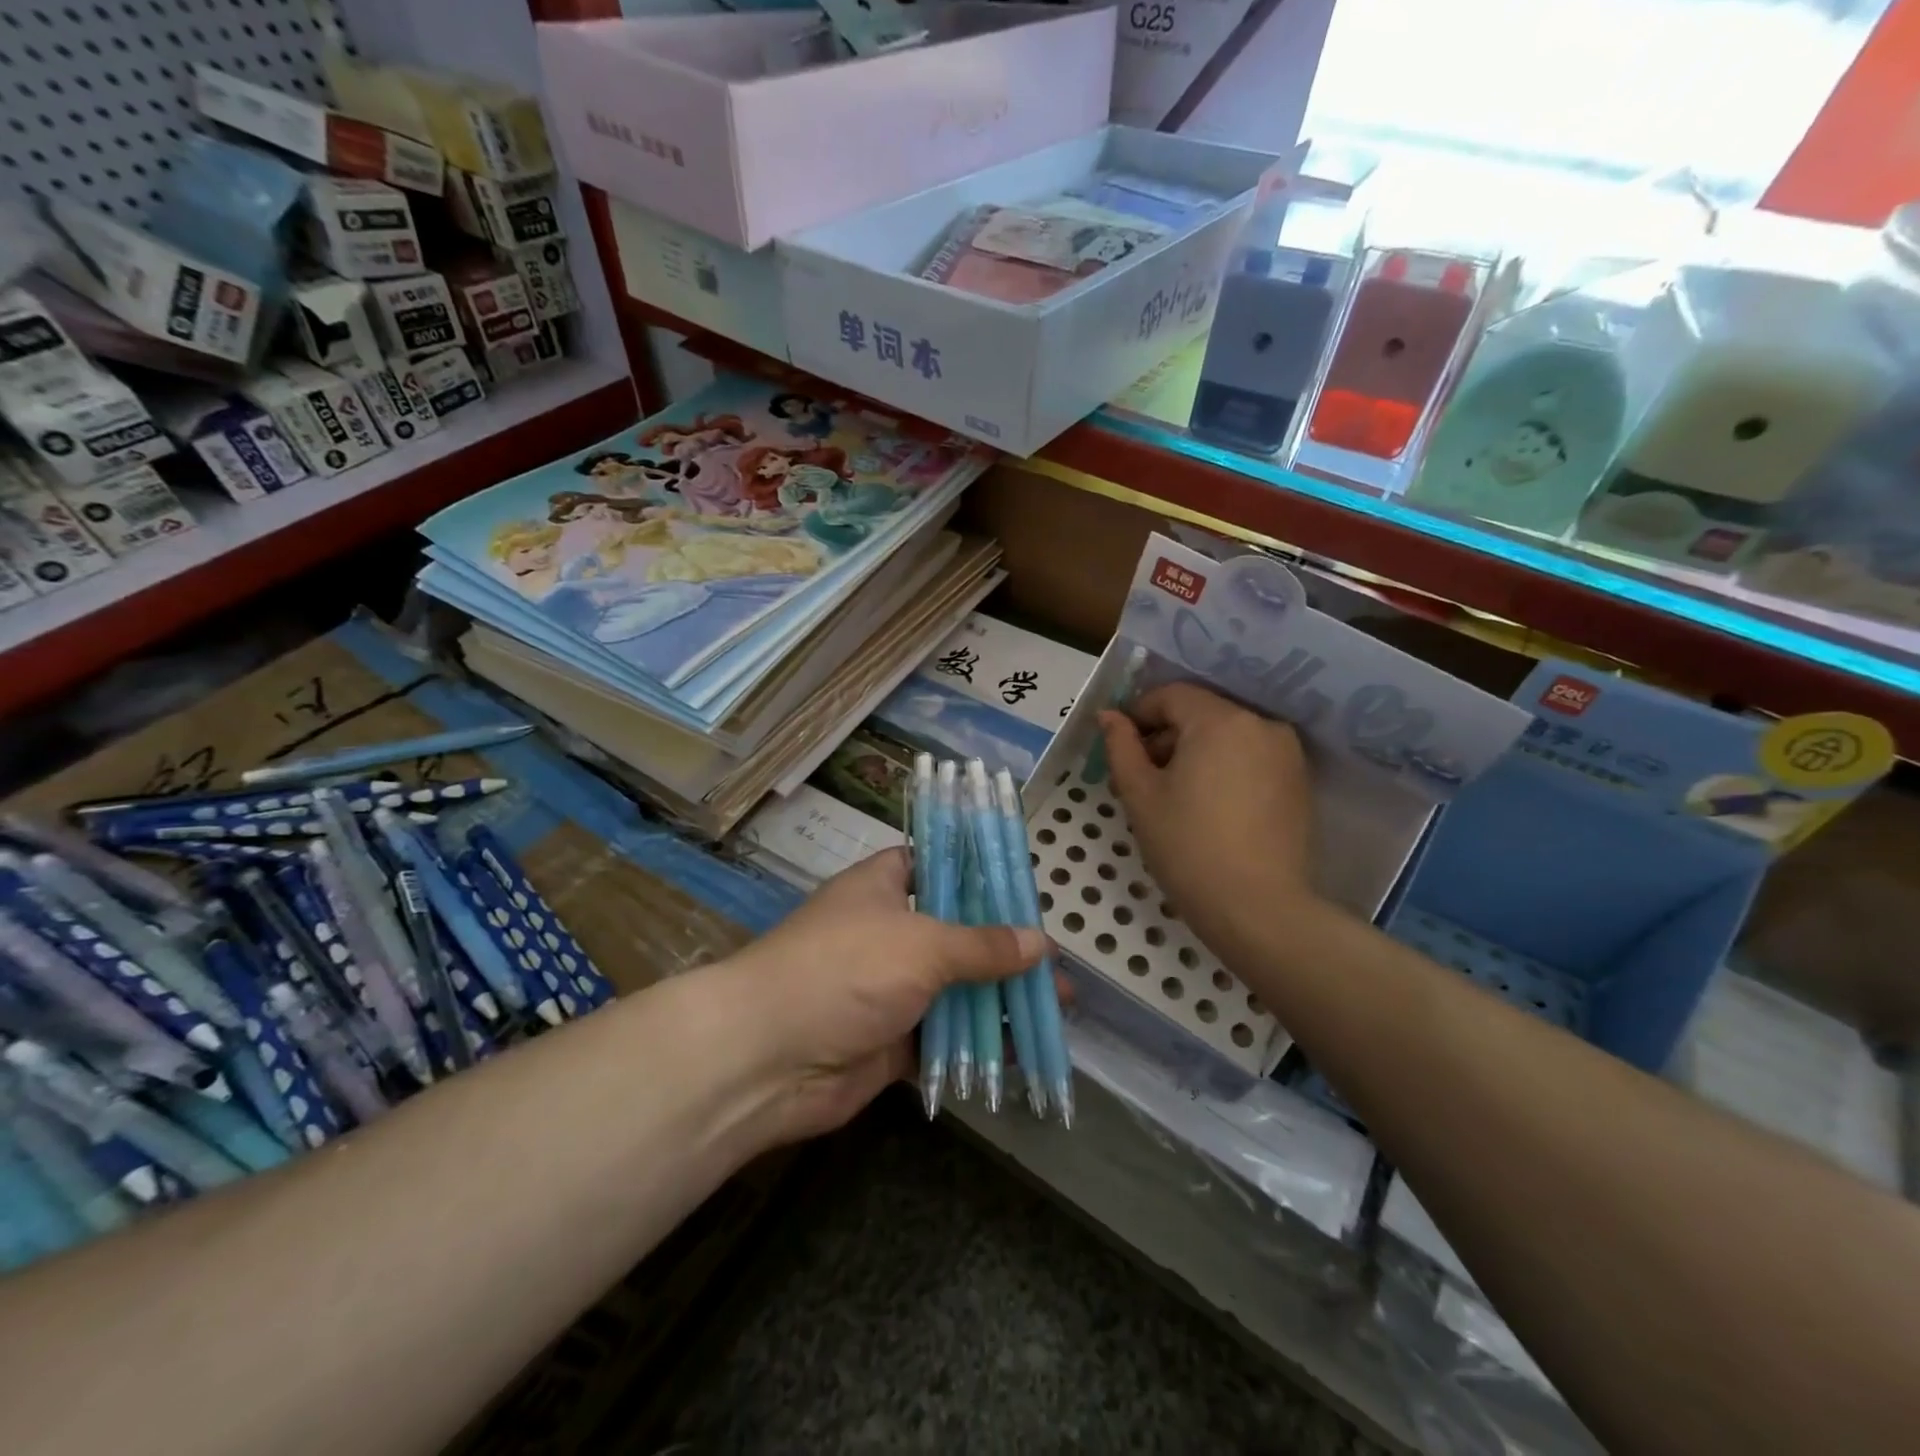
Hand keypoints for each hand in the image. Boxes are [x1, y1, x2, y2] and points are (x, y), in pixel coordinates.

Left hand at [712, 849, 1045, 1145]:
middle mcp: (889, 930)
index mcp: (885, 886)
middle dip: (1007, 948)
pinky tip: (1023, 1049)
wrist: (767, 1058)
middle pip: (958, 932)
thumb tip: (1042, 943)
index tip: (1026, 889)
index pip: (939, 864)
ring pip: (956, 987)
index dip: (981, 874)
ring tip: (1056, 1008)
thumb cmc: (846, 970)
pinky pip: (945, 1036)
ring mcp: (889, 987)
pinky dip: (979, 1042)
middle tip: (1055, 963)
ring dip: (1000, 999)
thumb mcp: (923, 944)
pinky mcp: (892, 1039)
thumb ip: (984, 945)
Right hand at [1099, 682, 1315, 949]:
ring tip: (1172, 795)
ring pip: (1227, 735)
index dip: (1138, 714)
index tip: (1120, 746)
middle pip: (1201, 713)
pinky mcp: (1298, 782)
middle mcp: (1261, 724)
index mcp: (1220, 720)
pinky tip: (1207, 806)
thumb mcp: (1140, 794)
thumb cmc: (1188, 846)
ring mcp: (1286, 753)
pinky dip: (1223, 767)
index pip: (1171, 695)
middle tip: (1140, 776)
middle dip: (1166, 735)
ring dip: (1195, 752)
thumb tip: (1109, 715)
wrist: (1257, 909)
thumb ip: (1121, 746)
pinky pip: (1250, 757)